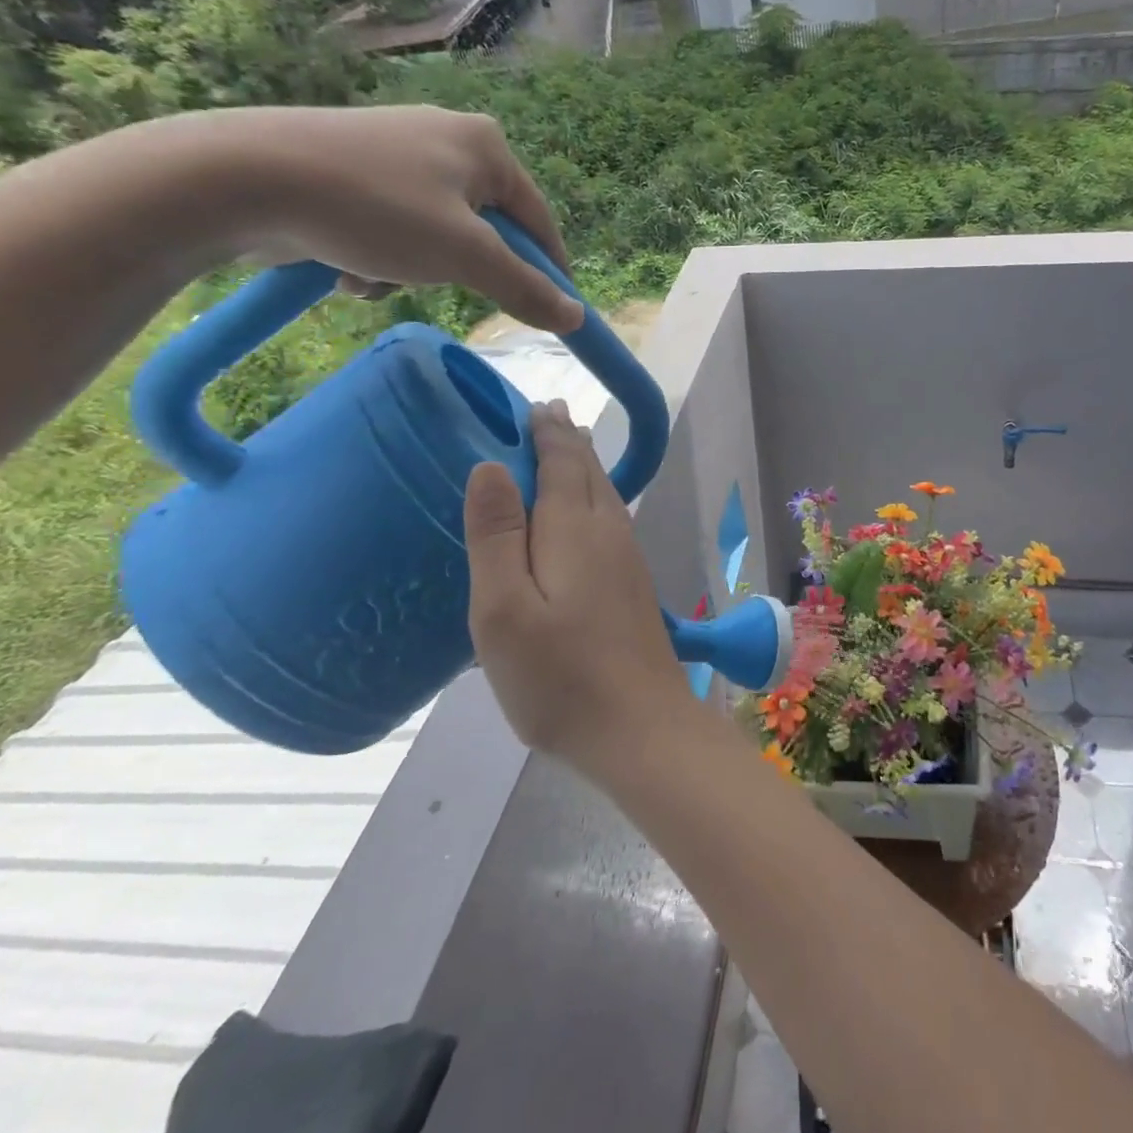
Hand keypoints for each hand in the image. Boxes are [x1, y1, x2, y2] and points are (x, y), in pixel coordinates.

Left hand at [136, 104, 582, 331]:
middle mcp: (447, 140)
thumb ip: (526, 289)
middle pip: (486, 233)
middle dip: (459, 272)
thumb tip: (575, 318)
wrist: (240, 178)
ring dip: (415, 273)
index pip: (539, 223)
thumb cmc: (374, 209)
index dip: (548, 273)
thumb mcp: (465, 256)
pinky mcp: (355, 171)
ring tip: (375, 278)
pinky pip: (396, 229)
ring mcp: (398, 154)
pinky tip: (347, 268)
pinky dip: (382, 259)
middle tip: (436, 285)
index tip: (552, 315)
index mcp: (485, 146)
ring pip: (438, 238)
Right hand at [463, 400, 689, 759]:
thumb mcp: (504, 609)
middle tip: (549, 414)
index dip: (548, 431)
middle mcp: (609, 533)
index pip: (562, 462)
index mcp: (575, 528)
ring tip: (568, 449)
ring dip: (584, 467)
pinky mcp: (634, 587)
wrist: (641, 728)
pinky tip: (586, 515)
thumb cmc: (559, 675)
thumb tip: (491, 464)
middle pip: (588, 473)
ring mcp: (628, 560)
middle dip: (568, 441)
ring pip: (605, 496)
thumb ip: (497, 535)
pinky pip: (610, 521)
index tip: (535, 404)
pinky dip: (593, 499)